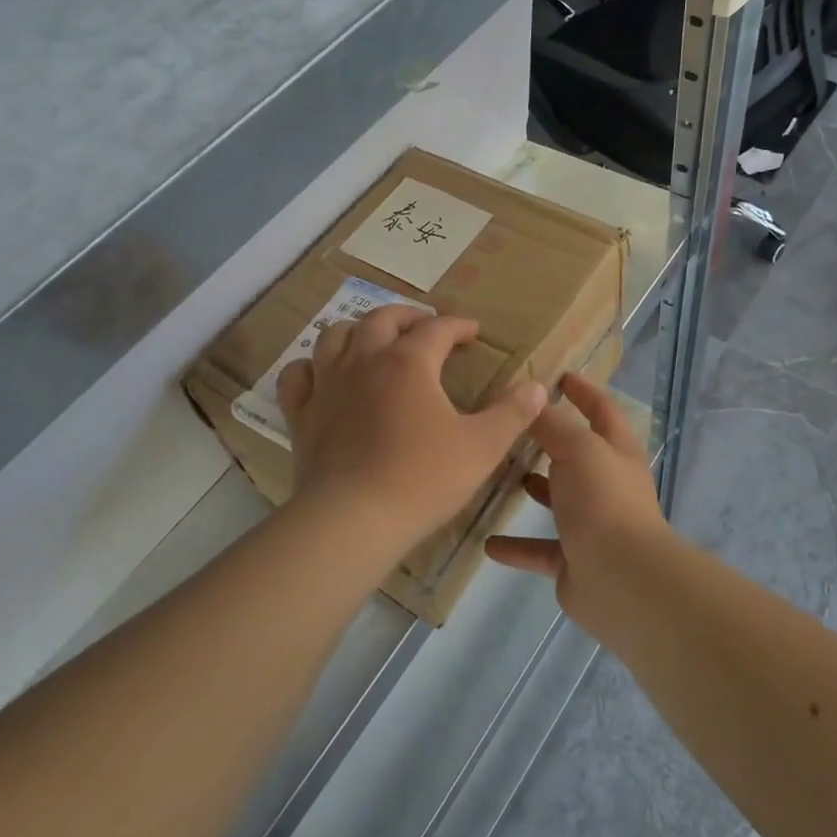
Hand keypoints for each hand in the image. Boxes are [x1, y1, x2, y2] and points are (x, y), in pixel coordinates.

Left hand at [275, 306, 547, 564]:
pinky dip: (312, 367)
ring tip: (374, 340)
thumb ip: (512, 413)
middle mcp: (364, 361)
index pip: (437, 329)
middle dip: (408, 316)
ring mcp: (328, 385)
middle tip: (426, 326)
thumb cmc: (422, 479)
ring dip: (358, 330)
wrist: (353, 519)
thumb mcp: (482, 447)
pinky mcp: (303, 414)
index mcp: (409, 363)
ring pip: (335, 336)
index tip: (473, 332)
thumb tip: (538, 386)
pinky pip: (299, 375)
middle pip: (382, 319)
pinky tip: (323, 375)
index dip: (458, 325)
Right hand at [485, 373, 672, 633]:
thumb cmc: (603, 500)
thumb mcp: (577, 449)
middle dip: (551, 440)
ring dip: (536, 489)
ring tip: (498, 473)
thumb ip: (552, 424)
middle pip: (578, 455)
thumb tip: (531, 397)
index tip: (560, 376)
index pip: (602, 410)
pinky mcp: (574, 561)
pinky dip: (517, 546)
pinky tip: (487, 541)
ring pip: (559, 501)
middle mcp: (608, 485)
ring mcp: (592, 525)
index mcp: (616, 452)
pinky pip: (540, 549)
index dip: (584, 391)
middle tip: (512, 424)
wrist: (622, 580)